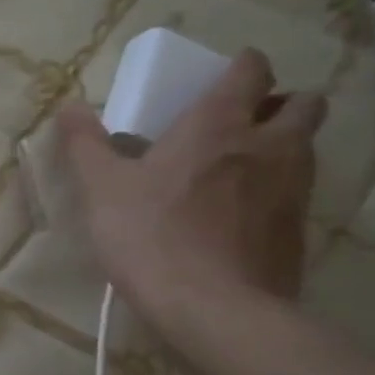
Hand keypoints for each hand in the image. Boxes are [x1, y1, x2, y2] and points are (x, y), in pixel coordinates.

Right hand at [53, 50, 325, 336]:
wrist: (213, 309)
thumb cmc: (150, 236)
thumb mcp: (101, 188)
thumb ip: (85, 144)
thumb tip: (69, 106)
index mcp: (220, 125)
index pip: (252, 70)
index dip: (242, 65)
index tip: (221, 77)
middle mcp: (269, 146)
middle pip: (304, 103)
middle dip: (279, 103)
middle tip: (241, 122)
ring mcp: (293, 190)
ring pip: (306, 148)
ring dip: (282, 145)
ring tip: (239, 169)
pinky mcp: (298, 232)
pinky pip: (297, 194)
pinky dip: (276, 192)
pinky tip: (240, 216)